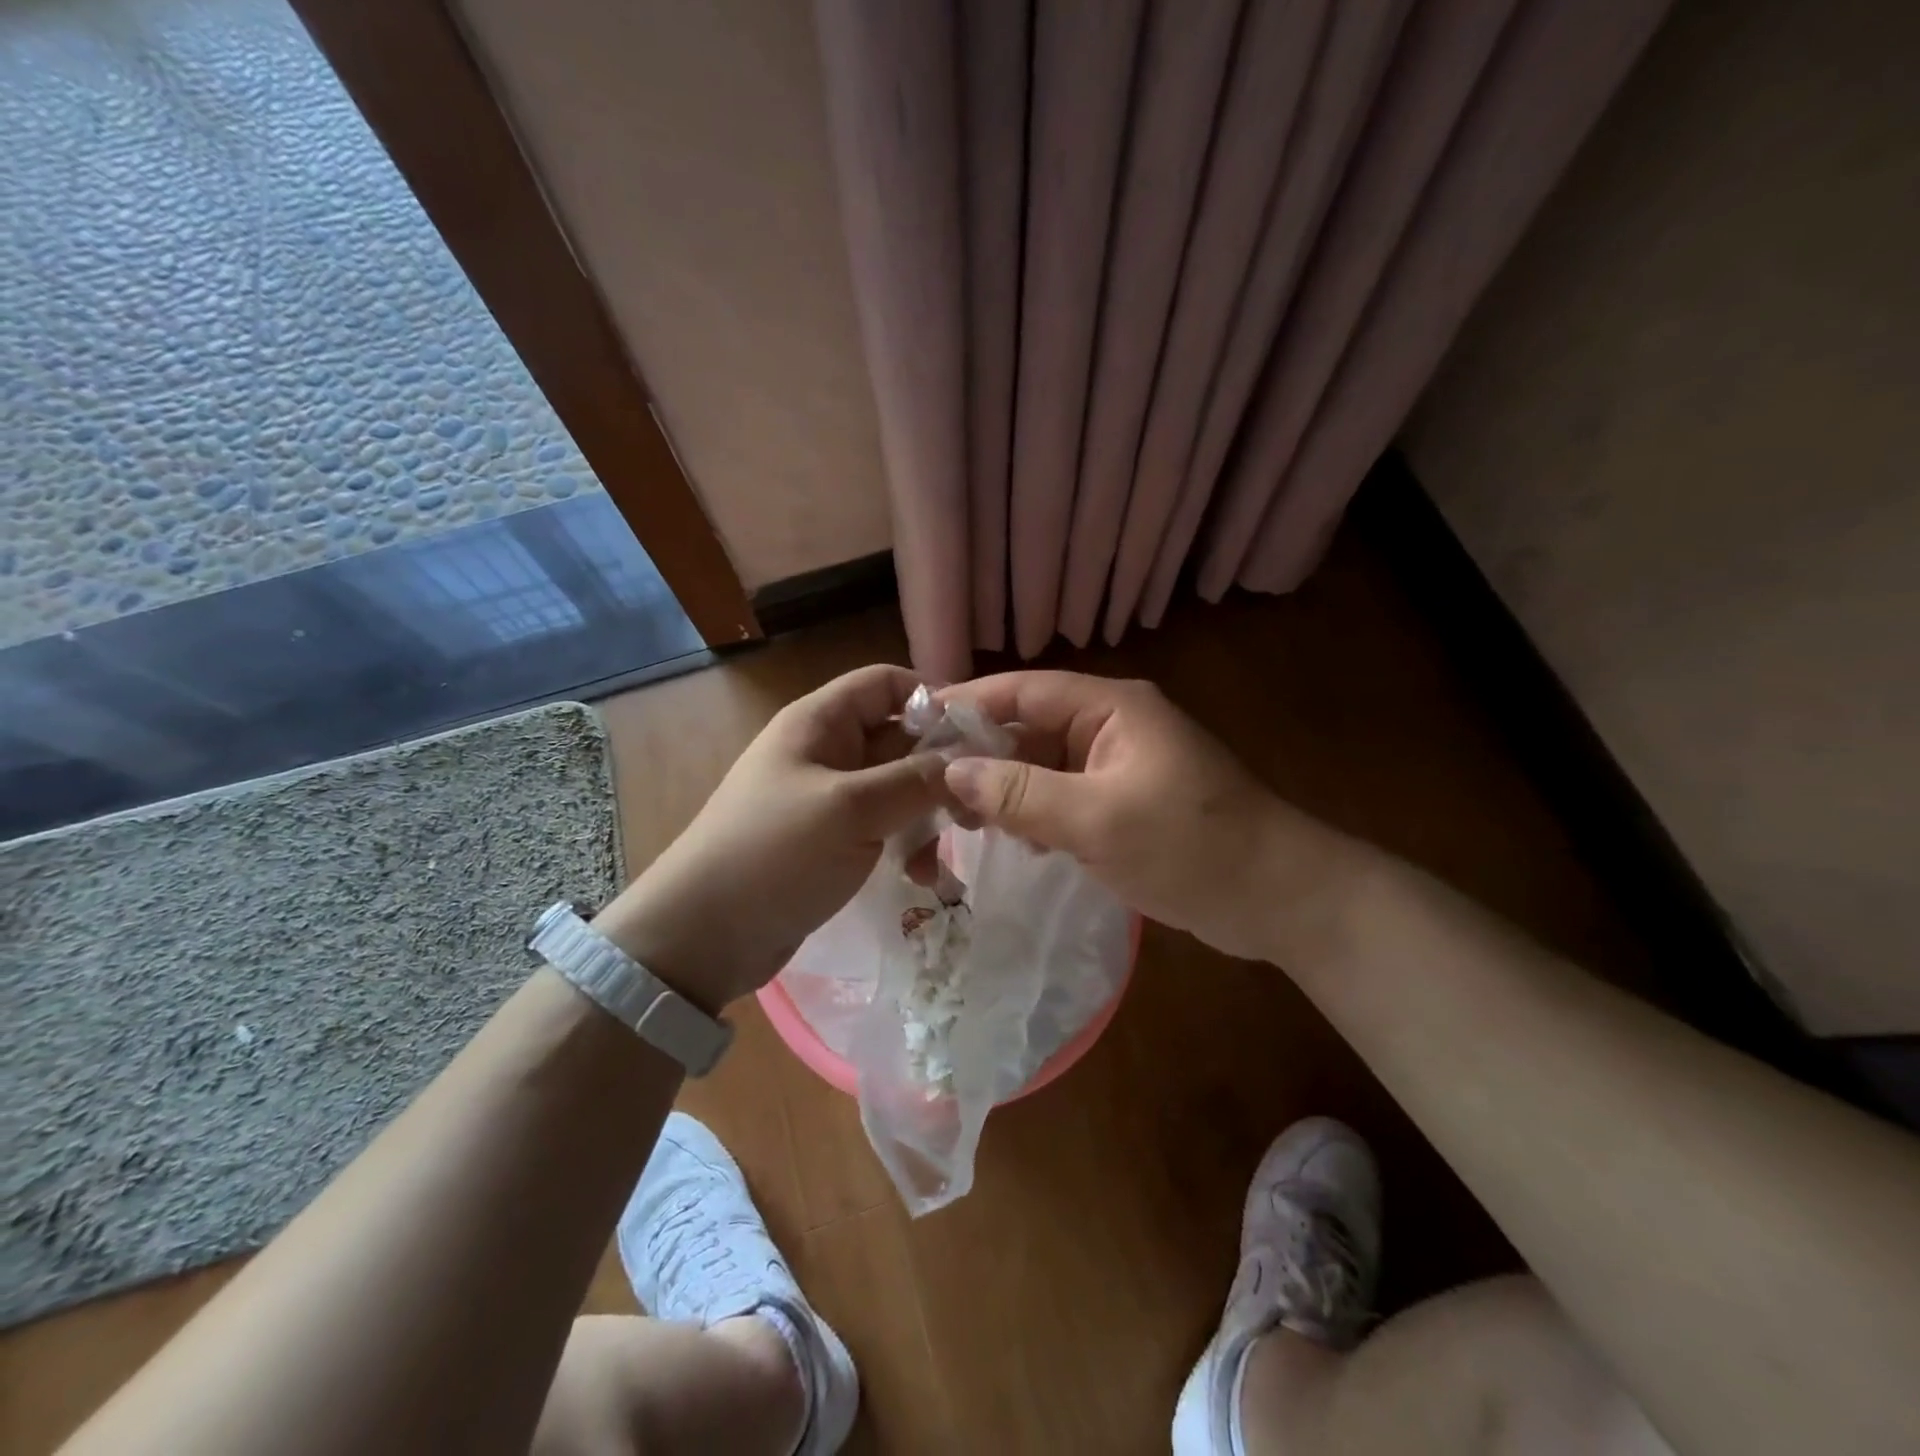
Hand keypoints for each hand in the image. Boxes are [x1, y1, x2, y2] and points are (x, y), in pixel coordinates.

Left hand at [593, 664, 945, 1009]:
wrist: (703, 936)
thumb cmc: (774, 853)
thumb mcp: (852, 809)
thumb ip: (917, 779)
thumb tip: (970, 763)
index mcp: (819, 722)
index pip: (885, 684)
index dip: (933, 698)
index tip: (980, 733)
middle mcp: (825, 751)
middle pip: (897, 736)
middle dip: (940, 764)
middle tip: (983, 800)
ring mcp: (828, 799)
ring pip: (896, 786)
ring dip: (927, 811)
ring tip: (955, 842)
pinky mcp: (831, 841)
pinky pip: (882, 826)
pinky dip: (906, 842)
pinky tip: (922, 874)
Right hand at [937, 672, 1350, 962]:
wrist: (1279, 899)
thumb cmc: (1191, 846)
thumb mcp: (1098, 820)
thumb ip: (1021, 794)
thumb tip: (951, 773)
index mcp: (1111, 708)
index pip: (1024, 690)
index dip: (968, 703)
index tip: (916, 726)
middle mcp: (1112, 727)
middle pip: (1030, 728)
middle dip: (983, 756)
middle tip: (929, 789)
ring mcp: (1120, 768)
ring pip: (1044, 767)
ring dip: (1007, 790)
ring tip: (960, 822)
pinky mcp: (1125, 805)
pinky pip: (1065, 799)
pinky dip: (1036, 816)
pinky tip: (1014, 842)